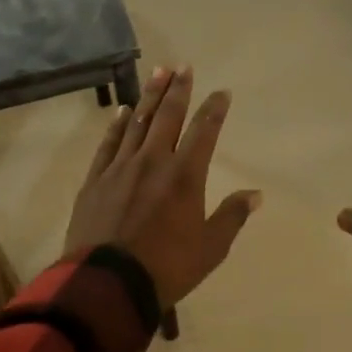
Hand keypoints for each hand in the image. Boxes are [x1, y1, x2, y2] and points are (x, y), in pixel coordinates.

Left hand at [64, 65, 261, 310]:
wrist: (107, 285)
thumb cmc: (166, 268)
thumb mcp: (210, 248)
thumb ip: (232, 217)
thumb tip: (256, 194)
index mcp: (185, 175)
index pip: (204, 131)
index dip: (214, 109)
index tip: (222, 92)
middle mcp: (154, 161)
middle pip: (168, 116)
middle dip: (178, 89)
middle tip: (183, 66)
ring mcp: (121, 168)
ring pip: (138, 122)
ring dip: (149, 96)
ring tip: (158, 72)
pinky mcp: (96, 180)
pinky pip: (109, 144)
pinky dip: (118, 125)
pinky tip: (123, 111)